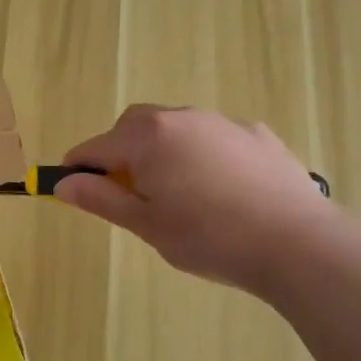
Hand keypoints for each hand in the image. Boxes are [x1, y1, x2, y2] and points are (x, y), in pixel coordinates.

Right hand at [54, 104, 334, 294]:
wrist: (297, 243)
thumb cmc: (208, 237)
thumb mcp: (146, 224)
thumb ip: (102, 198)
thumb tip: (63, 183)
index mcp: (148, 137)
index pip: (96, 147)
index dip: (78, 168)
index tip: (72, 188)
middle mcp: (183, 117)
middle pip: (134, 127)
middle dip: (120, 152)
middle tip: (128, 193)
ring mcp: (224, 122)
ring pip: (176, 128)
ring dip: (162, 151)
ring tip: (178, 194)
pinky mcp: (258, 135)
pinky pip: (214, 137)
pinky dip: (202, 154)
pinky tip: (221, 190)